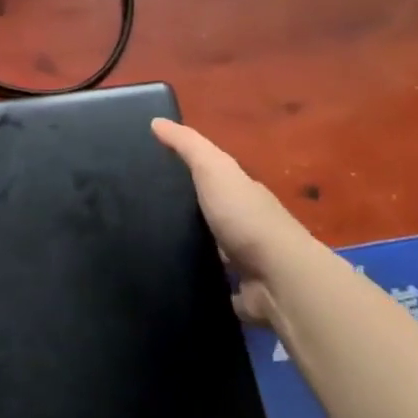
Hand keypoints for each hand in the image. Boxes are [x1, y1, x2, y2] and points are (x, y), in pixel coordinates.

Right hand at [152, 119, 306, 325]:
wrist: (278, 278)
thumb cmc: (245, 217)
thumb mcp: (213, 169)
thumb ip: (188, 146)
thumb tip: (156, 121)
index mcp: (242, 194)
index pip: (212, 179)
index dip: (185, 174)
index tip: (149, 174)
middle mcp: (246, 227)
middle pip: (210, 217)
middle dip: (183, 217)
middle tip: (139, 216)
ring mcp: (245, 265)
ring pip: (211, 255)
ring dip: (189, 254)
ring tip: (145, 251)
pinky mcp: (240, 296)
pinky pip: (214, 290)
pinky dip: (198, 288)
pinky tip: (168, 284)